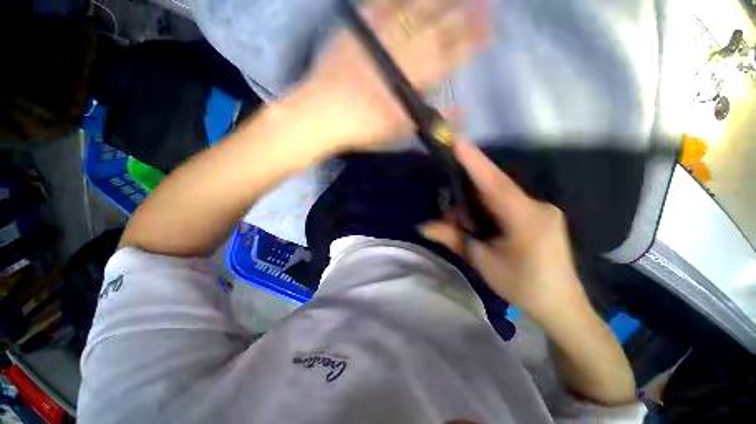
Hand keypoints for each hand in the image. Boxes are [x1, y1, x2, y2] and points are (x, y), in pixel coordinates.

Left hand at [298, 0, 487, 151]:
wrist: (323, 114)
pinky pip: (383, 3)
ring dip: (440, 0)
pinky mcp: (359, 26)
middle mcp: (404, 50)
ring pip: (417, 8)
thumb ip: (432, 119)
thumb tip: (463, 112)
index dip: (472, 41)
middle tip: (485, 4)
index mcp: (415, 79)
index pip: (452, 54)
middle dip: (466, 14)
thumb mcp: (401, 131)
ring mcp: (380, 34)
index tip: (489, 32)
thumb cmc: (364, 128)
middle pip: (441, 26)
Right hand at [421, 142, 591, 327]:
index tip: (457, 141)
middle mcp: (536, 207)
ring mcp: (540, 210)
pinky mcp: (539, 216)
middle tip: (448, 209)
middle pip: (494, 188)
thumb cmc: (522, 286)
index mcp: (526, 218)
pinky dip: (486, 209)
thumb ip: (453, 239)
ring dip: (475, 205)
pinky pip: (507, 204)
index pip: (494, 183)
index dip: (474, 161)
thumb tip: (423, 226)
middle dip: (467, 192)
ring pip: (499, 196)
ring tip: (459, 224)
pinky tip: (477, 223)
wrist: (560, 306)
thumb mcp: (483, 261)